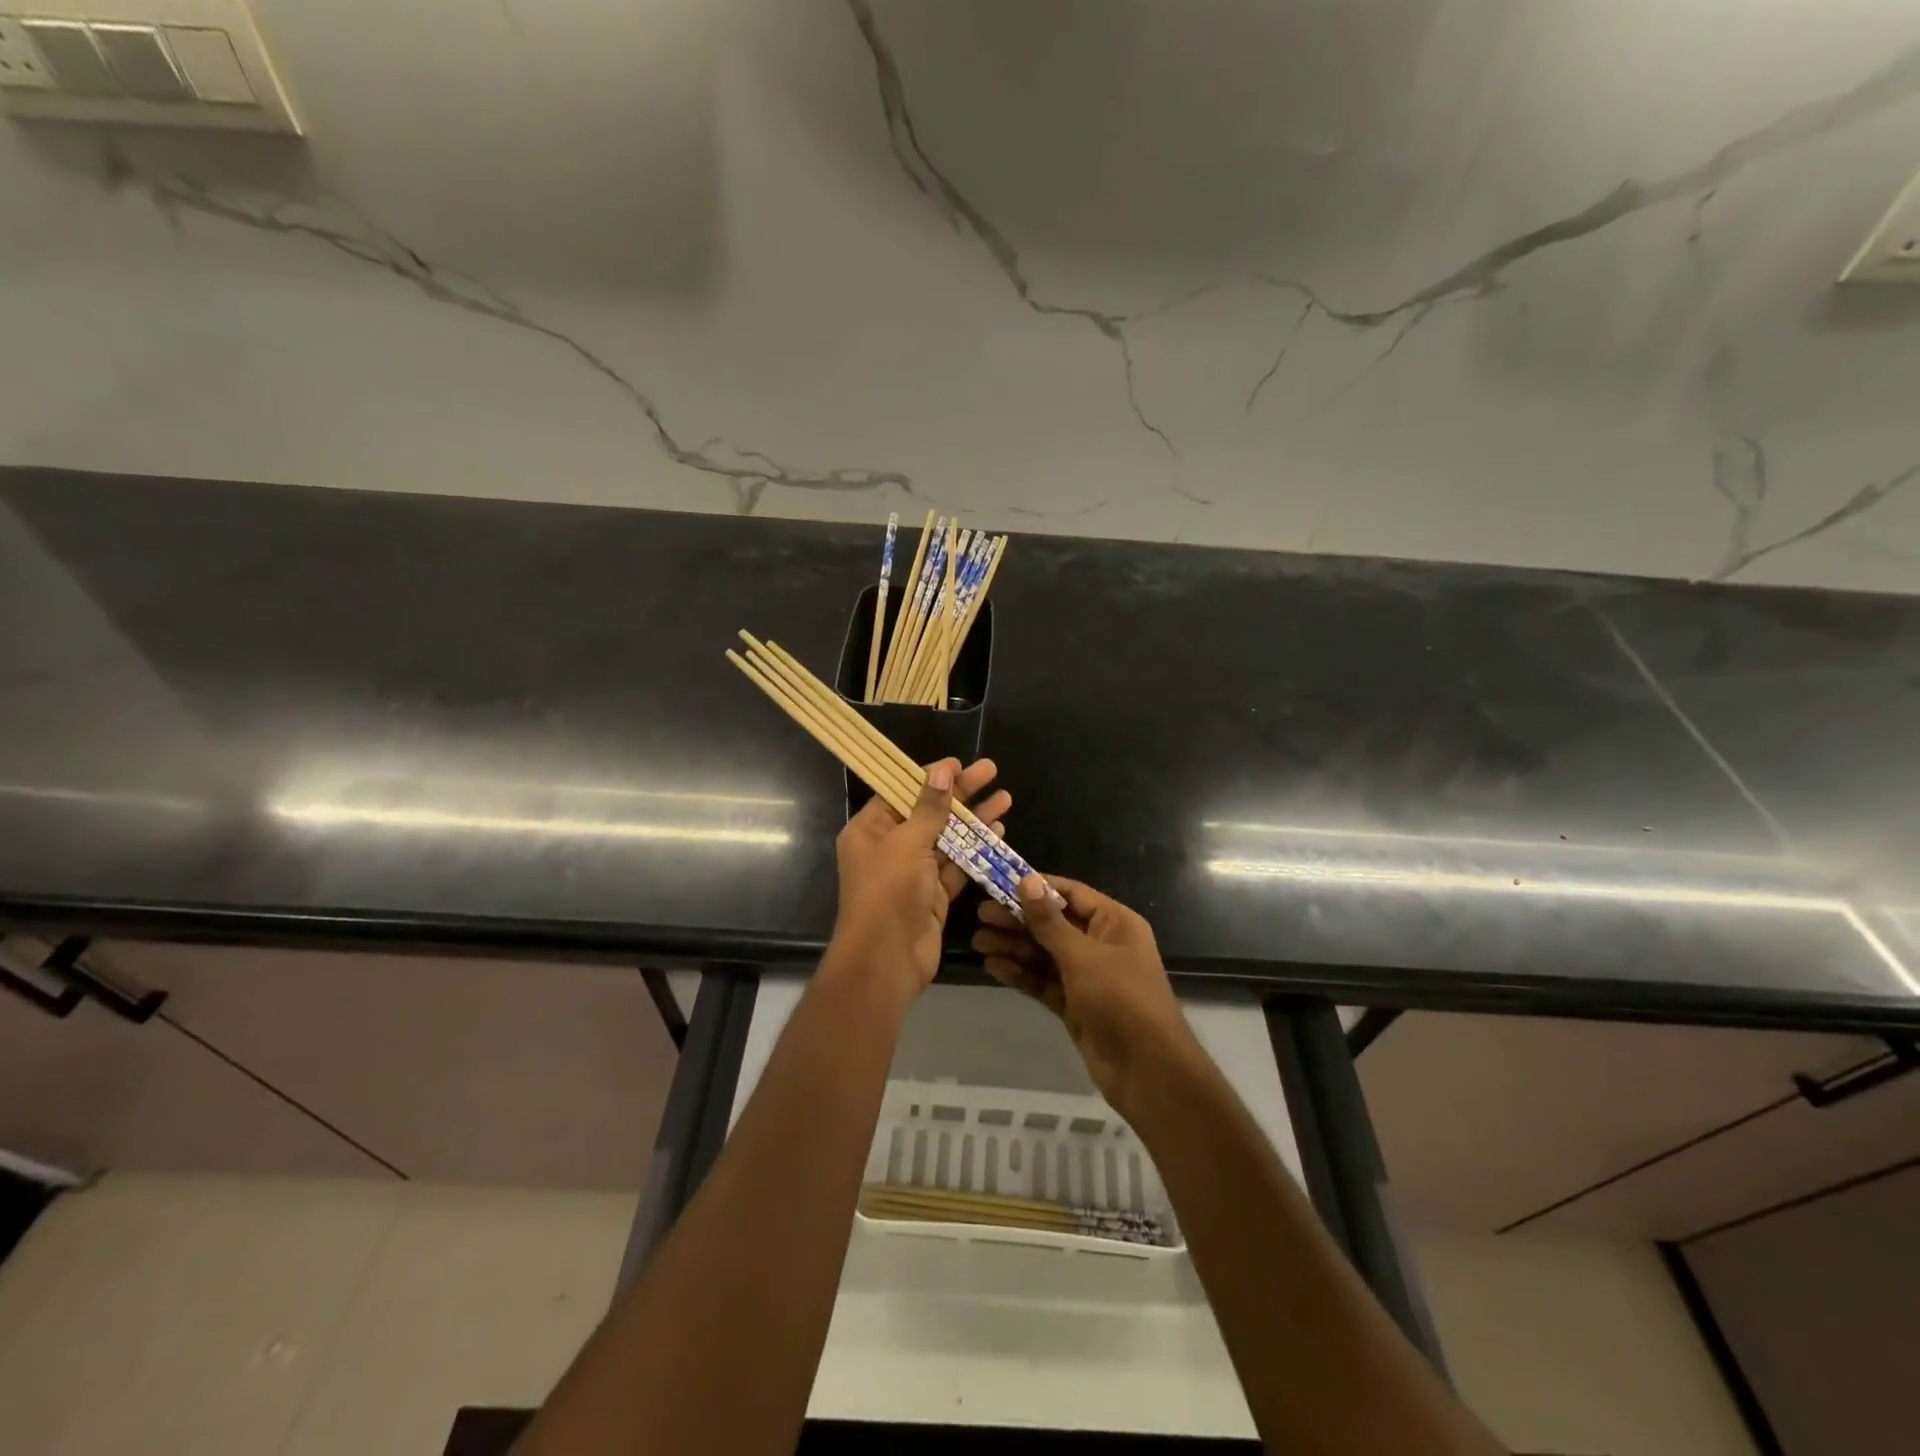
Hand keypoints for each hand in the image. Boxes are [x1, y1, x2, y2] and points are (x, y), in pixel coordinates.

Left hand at [829, 757, 1010, 1002]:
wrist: (886, 960)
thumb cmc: (888, 893)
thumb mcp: (907, 843)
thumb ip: (929, 808)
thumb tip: (941, 771)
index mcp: (870, 830)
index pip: (901, 792)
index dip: (930, 776)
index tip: (959, 763)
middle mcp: (890, 847)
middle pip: (929, 811)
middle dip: (961, 792)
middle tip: (991, 770)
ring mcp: (914, 872)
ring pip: (948, 837)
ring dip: (975, 819)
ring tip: (1005, 798)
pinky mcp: (935, 894)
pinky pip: (957, 865)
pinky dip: (976, 849)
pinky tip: (999, 832)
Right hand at [972, 875, 1199, 1116]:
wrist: (1148, 1071)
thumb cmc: (1121, 1000)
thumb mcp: (1083, 956)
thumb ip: (1049, 921)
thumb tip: (1027, 880)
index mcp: (1114, 923)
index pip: (1070, 894)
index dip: (1036, 887)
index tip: (999, 881)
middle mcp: (1101, 944)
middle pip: (1053, 924)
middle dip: (1018, 919)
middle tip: (980, 915)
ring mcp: (1087, 976)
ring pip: (1044, 954)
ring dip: (1014, 946)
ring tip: (978, 941)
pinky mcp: (1075, 1004)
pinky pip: (1043, 981)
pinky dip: (1021, 973)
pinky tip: (993, 966)